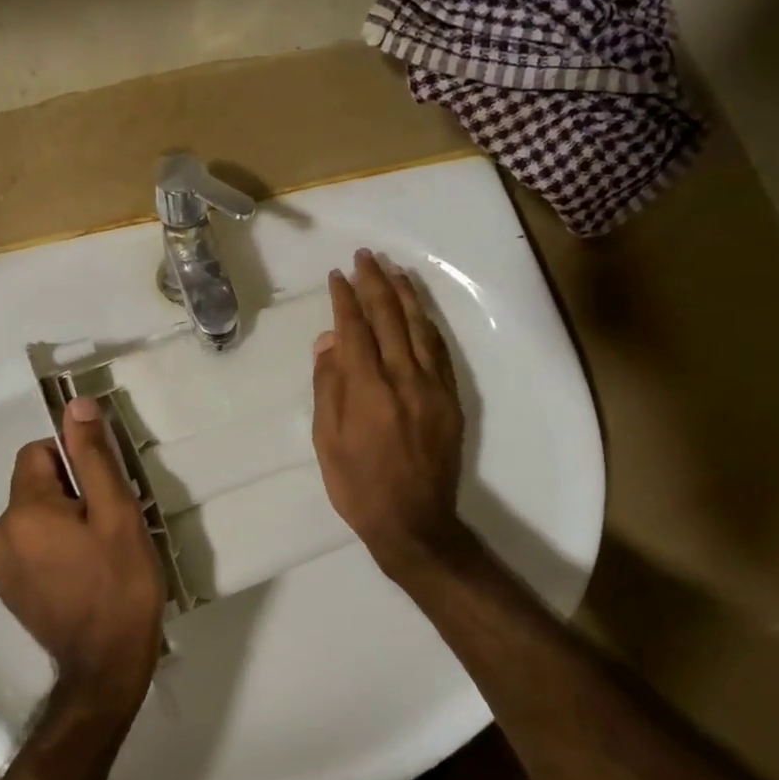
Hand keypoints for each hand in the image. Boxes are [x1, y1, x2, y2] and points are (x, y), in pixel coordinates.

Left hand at [0, 397, 166, 714]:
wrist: (107, 665)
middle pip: (34, 487)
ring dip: (61, 523)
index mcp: (24, 511)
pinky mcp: (9, 592)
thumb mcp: (117, 514)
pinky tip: (82, 575)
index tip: (103, 492)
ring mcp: (0, 568)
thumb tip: (75, 405)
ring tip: (98, 553)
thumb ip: (93, 457)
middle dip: (70, 494)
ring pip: (32, 519)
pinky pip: (28, 549)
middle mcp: (0, 535)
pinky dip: (52, 550)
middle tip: (108, 526)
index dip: (73, 462)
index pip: (37, 453)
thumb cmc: (120, 584)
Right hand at [312, 249, 470, 582]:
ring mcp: (433, 387)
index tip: (337, 276)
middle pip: (390, 318)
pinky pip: (441, 351)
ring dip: (406, 295)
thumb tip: (329, 341)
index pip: (355, 329)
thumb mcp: (328, 441)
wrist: (414, 522)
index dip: (345, 299)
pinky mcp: (451, 399)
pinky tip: (420, 310)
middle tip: (365, 257)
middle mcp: (404, 379)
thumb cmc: (359, 486)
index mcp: (368, 390)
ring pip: (420, 328)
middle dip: (375, 283)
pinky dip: (428, 324)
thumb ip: (329, 386)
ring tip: (394, 270)